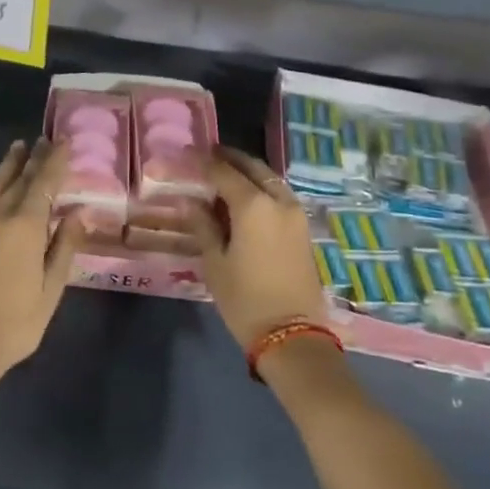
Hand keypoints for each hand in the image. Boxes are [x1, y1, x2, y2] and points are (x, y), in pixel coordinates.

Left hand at [0, 139, 79, 389]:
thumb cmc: (14, 323)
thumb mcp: (50, 289)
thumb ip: (64, 247)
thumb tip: (78, 214)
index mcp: (24, 225)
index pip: (44, 182)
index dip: (55, 160)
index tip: (63, 140)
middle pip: (18, 178)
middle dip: (33, 158)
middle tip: (43, 140)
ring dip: (8, 167)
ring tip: (17, 149)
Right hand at [198, 147, 329, 350]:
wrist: (292, 335)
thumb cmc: (245, 299)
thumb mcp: (215, 262)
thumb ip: (202, 225)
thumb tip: (190, 201)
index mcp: (253, 205)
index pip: (223, 171)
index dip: (203, 160)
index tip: (186, 153)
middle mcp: (278, 200)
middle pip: (252, 167)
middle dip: (230, 158)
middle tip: (208, 155)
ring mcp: (295, 214)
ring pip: (269, 179)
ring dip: (248, 172)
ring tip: (224, 175)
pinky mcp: (303, 229)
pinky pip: (279, 195)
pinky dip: (261, 188)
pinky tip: (245, 198)